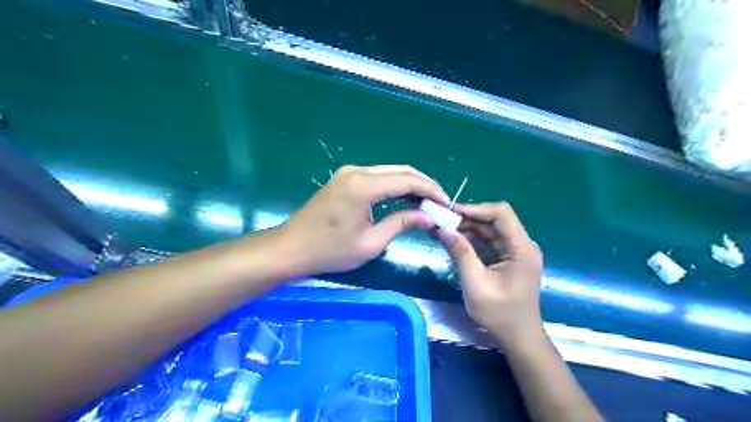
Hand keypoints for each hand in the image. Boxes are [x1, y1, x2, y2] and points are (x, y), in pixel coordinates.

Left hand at [276, 165, 447, 276]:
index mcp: (363, 186)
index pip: (407, 181)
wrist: (291, 247)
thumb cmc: (330, 251)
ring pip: (390, 171)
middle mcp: (357, 171)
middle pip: (401, 171)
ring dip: (410, 184)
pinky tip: (404, 198)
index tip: (446, 203)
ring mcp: (349, 172)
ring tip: (426, 202)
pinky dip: (394, 185)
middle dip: (423, 185)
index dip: (430, 191)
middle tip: (439, 202)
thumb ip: (401, 223)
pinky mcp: (345, 178)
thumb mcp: (370, 243)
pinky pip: (377, 176)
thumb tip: (428, 216)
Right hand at [439, 202, 543, 346]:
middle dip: (467, 219)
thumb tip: (443, 229)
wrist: (518, 338)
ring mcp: (514, 252)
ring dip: (466, 229)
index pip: (501, 213)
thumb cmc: (500, 314)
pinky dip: (470, 241)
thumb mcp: (476, 284)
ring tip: (442, 231)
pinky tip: (453, 242)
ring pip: (489, 230)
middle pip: (493, 220)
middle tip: (441, 222)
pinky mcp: (506, 259)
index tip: (451, 212)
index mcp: (521, 248)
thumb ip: (461, 253)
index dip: (475, 208)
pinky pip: (487, 242)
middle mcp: (521, 245)